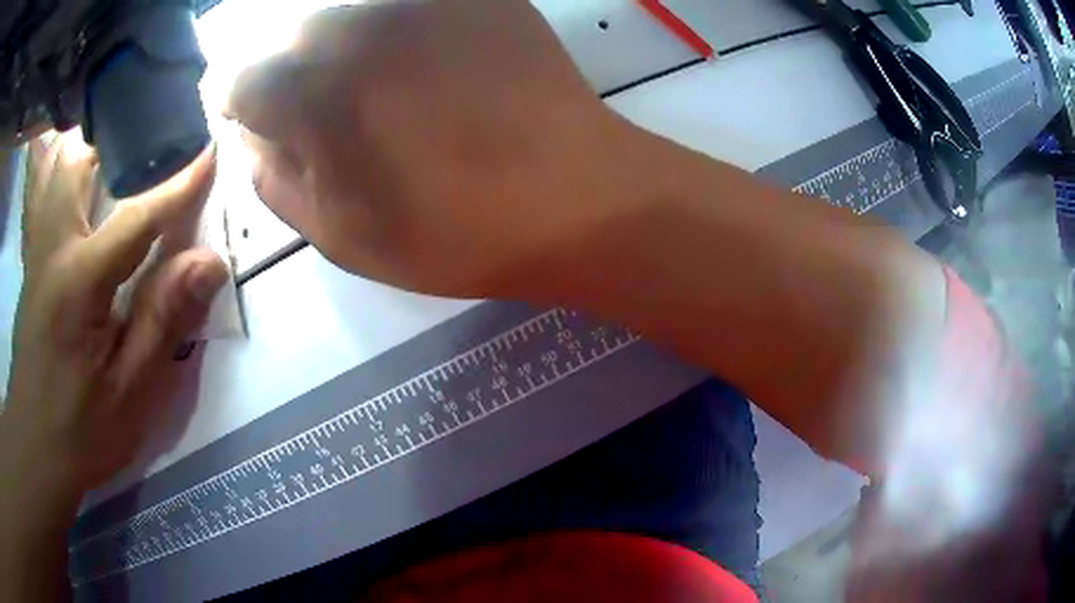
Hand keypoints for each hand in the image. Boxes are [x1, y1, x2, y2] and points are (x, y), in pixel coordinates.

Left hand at [1, 133, 227, 514]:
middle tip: (151, 136)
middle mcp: (52, 248)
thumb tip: (209, 262)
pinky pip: (46, 196)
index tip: (209, 152)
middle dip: (116, 138)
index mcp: (78, 282)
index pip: (136, 216)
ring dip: (88, 150)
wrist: (35, 446)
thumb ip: (163, 321)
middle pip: (77, 163)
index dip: (177, 184)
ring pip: (56, 171)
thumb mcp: (130, 392)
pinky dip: (67, 174)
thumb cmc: (81, 430)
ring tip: (119, 149)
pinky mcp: (32, 265)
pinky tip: (84, 185)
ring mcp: (36, 253)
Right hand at [227, 0, 647, 297]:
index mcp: (307, 85)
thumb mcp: (339, 234)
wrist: (574, 196)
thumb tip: (254, 137)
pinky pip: (401, 4)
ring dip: (334, 40)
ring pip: (339, 8)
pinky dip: (387, 25)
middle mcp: (351, 18)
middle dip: (285, 68)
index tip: (259, 120)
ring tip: (371, 84)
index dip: (241, 104)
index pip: (236, 76)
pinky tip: (418, 60)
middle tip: (318, 104)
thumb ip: (275, 179)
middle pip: (284, 32)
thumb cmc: (453, 230)